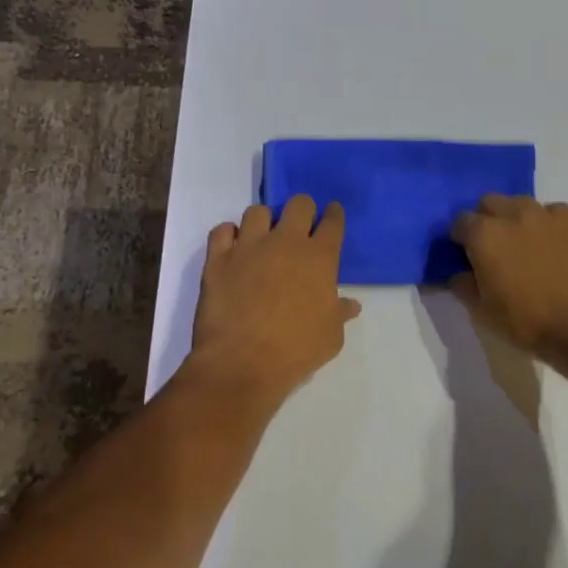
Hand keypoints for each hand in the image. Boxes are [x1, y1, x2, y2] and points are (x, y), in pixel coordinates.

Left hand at [189, 195, 361, 406]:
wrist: (242, 363)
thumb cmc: (296, 351)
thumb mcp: (331, 337)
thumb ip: (340, 313)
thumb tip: (350, 305)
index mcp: (320, 258)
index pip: (333, 223)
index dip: (334, 215)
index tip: (332, 214)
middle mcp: (286, 242)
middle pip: (298, 204)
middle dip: (303, 210)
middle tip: (300, 226)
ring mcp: (249, 247)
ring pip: (257, 212)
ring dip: (264, 222)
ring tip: (262, 238)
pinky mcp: (218, 259)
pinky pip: (221, 230)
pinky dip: (228, 235)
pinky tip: (232, 248)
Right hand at [450, 196, 567, 353]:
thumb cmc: (525, 320)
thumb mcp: (481, 310)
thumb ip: (463, 285)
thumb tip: (458, 274)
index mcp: (484, 234)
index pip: (460, 222)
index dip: (460, 238)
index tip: (465, 255)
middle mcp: (512, 213)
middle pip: (489, 203)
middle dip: (486, 219)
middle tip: (493, 247)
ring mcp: (545, 214)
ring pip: (521, 203)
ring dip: (515, 217)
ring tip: (524, 243)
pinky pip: (552, 212)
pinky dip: (547, 223)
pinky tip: (552, 244)